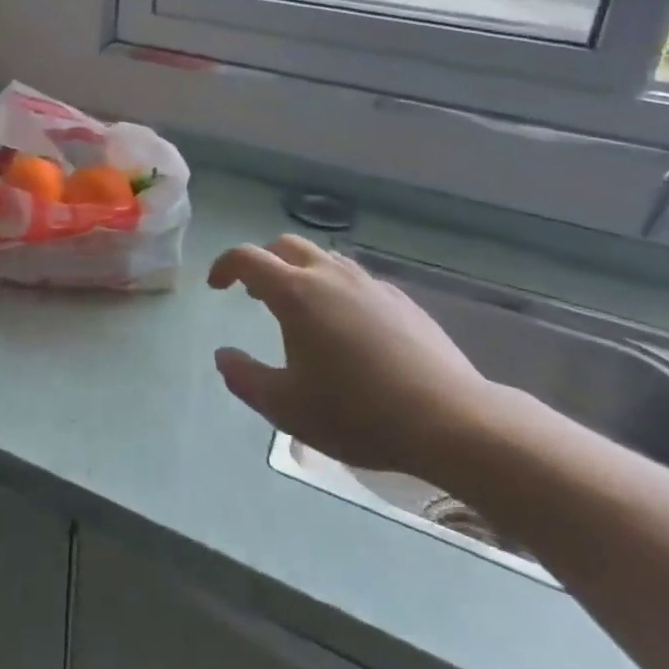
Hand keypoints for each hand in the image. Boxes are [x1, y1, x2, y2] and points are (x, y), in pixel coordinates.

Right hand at [209, 236, 498, 476]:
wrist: (452, 422)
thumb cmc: (358, 413)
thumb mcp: (287, 407)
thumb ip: (245, 378)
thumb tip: (223, 356)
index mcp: (295, 293)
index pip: (247, 258)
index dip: (225, 266)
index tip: (216, 286)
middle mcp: (330, 276)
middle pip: (286, 246)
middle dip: (263, 261)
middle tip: (256, 294)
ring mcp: (370, 285)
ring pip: (325, 259)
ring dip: (301, 272)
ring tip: (301, 309)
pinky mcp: (403, 301)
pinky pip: (357, 281)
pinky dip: (337, 290)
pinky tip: (348, 328)